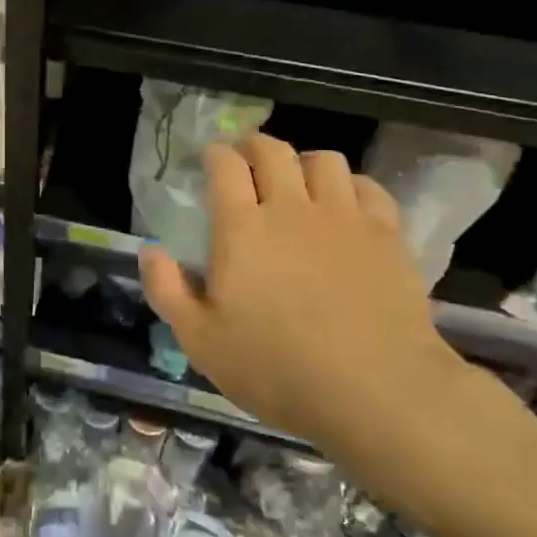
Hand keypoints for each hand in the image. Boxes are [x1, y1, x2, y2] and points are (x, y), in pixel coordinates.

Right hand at [140, 135, 487, 498]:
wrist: (375, 390)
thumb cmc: (276, 368)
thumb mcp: (200, 341)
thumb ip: (167, 290)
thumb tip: (151, 249)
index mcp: (241, 228)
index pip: (225, 166)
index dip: (216, 154)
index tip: (211, 159)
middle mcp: (291, 208)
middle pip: (273, 151)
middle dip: (255, 146)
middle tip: (248, 159)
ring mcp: (343, 217)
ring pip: (325, 160)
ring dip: (305, 162)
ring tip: (300, 180)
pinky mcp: (386, 235)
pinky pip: (368, 187)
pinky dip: (352, 186)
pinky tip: (347, 204)